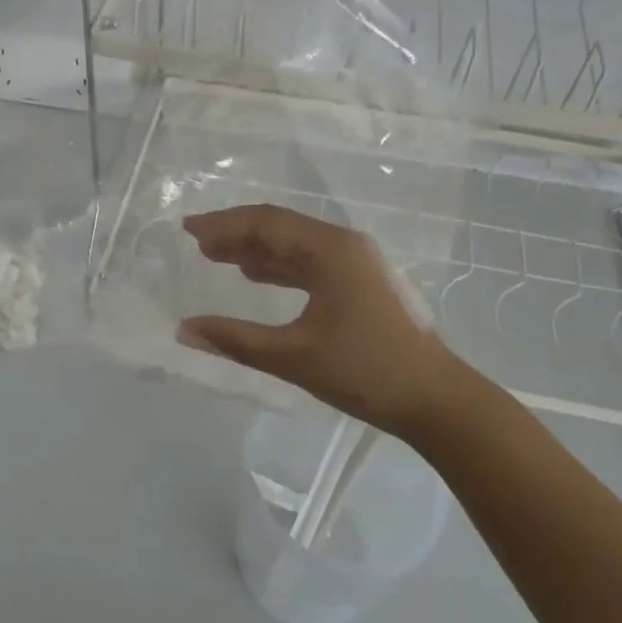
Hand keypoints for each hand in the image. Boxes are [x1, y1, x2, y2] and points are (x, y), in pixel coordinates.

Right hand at [178, 204, 465, 440]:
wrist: (437, 400)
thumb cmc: (366, 371)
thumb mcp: (294, 357)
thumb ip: (235, 340)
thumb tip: (184, 329)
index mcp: (330, 250)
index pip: (266, 223)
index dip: (223, 224)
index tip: (188, 229)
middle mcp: (344, 245)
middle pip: (280, 228)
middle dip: (236, 233)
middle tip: (197, 243)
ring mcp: (357, 263)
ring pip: (295, 245)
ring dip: (256, 249)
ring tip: (217, 257)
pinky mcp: (362, 283)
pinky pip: (310, 263)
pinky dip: (279, 267)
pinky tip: (257, 276)